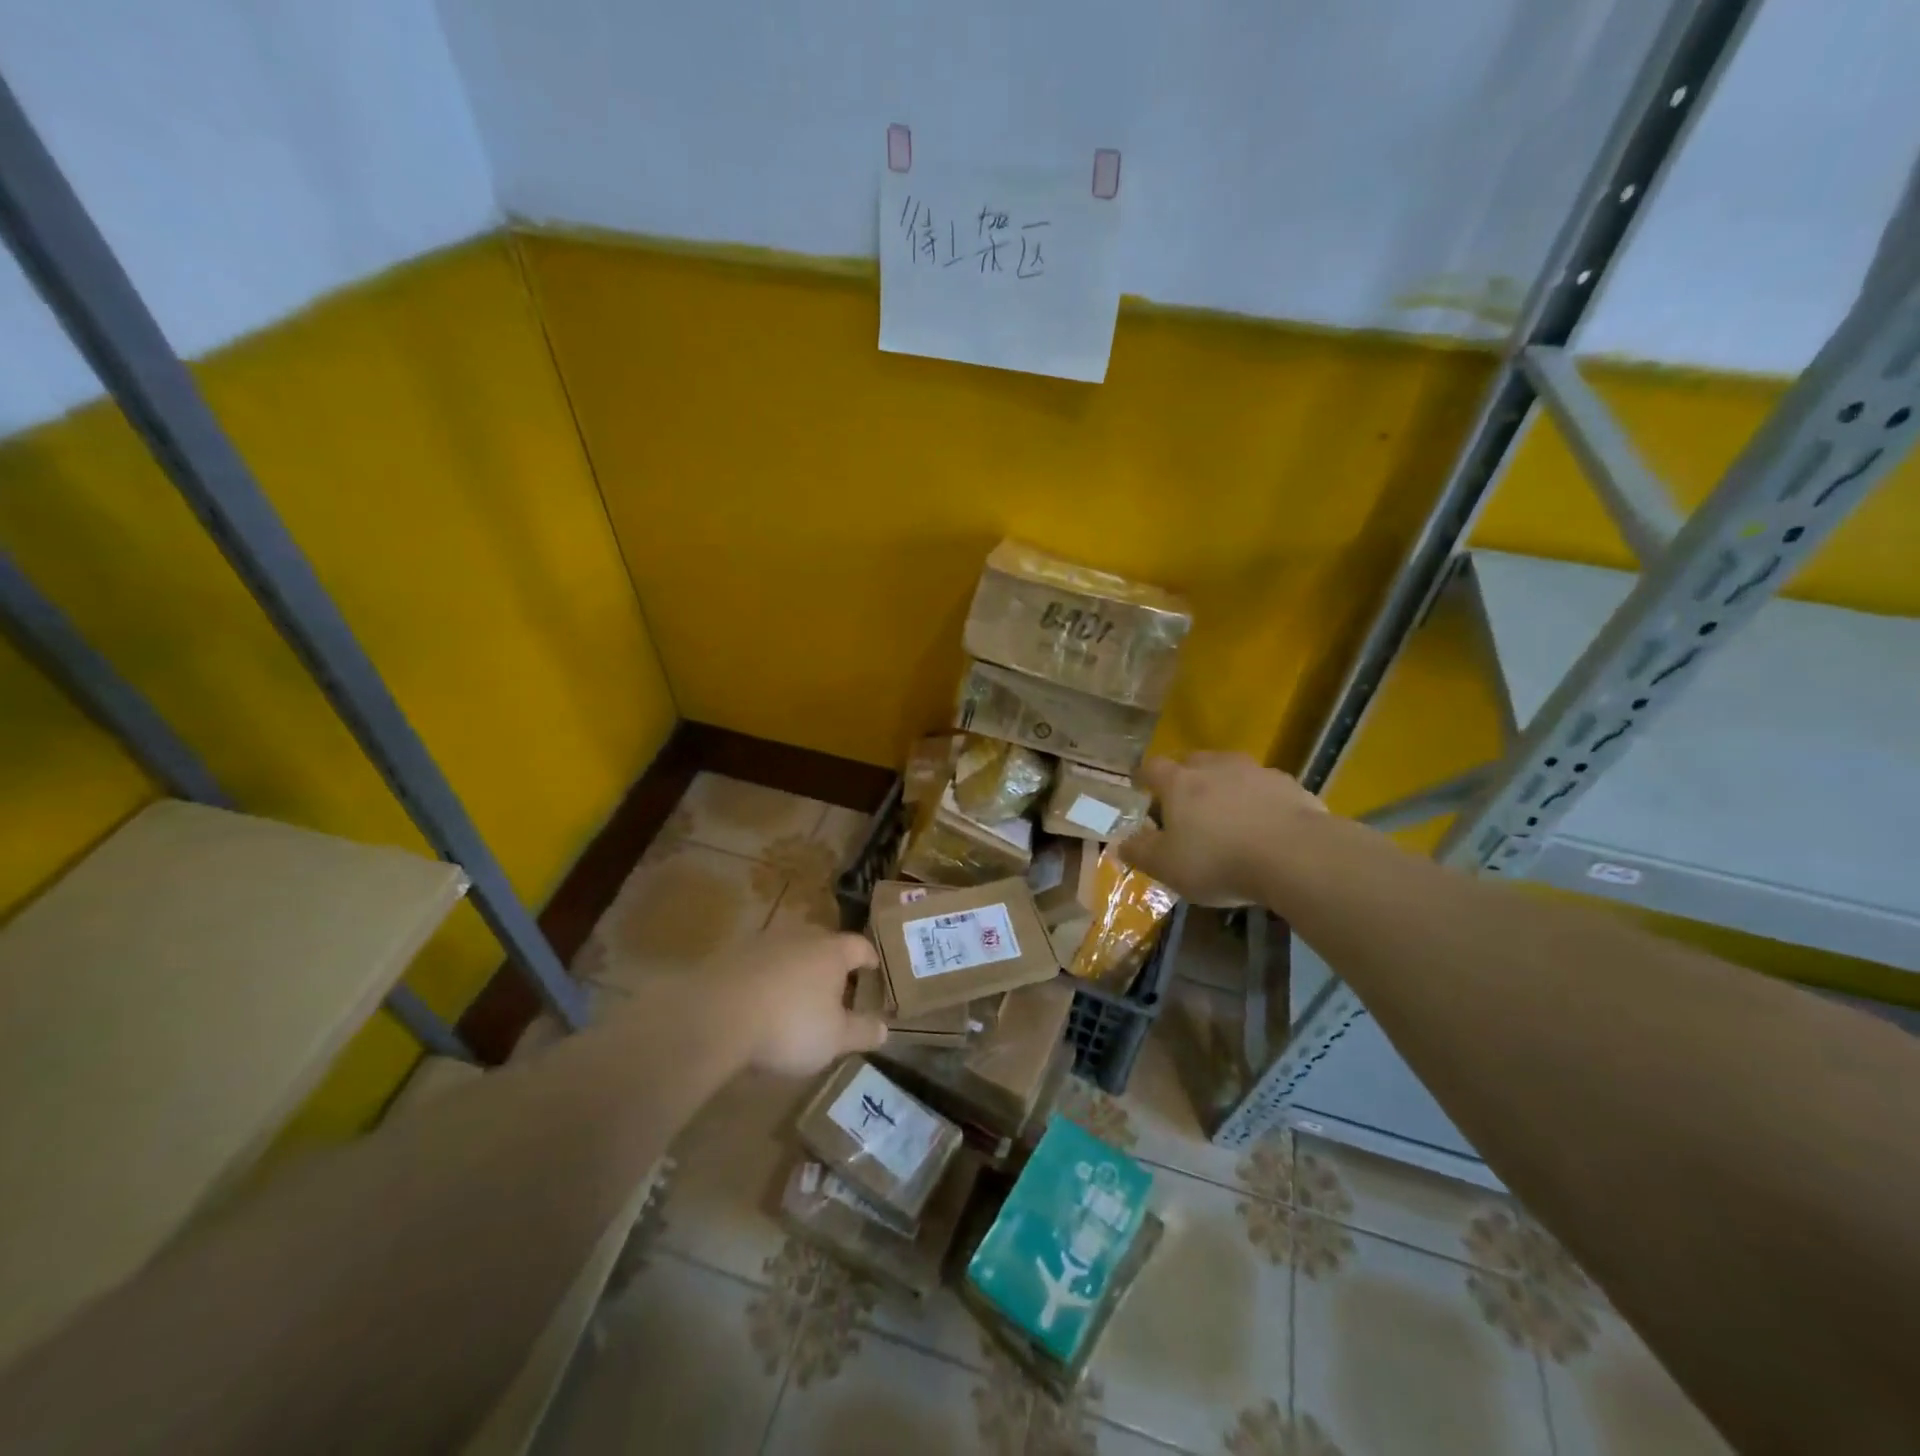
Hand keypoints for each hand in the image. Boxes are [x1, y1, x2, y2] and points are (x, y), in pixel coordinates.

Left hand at [706, 929, 888, 1076]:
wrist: (717, 1015)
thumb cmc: (789, 1025)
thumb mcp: (834, 1039)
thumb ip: (862, 1031)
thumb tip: (886, 1028)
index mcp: (832, 951)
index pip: (859, 946)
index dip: (869, 958)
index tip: (874, 968)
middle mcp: (801, 937)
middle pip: (824, 943)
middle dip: (832, 961)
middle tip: (837, 983)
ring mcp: (764, 942)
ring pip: (790, 950)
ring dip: (797, 967)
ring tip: (798, 992)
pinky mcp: (733, 955)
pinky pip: (760, 963)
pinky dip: (767, 976)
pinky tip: (763, 999)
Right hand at [1118, 752, 1324, 906]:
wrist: (1295, 856)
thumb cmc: (1218, 860)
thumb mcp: (1167, 866)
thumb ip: (1140, 852)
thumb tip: (1120, 842)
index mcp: (1179, 782)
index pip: (1152, 768)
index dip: (1144, 778)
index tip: (1141, 788)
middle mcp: (1214, 767)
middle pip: (1193, 761)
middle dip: (1186, 777)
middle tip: (1185, 804)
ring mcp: (1255, 772)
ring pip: (1231, 770)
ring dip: (1225, 785)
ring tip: (1228, 813)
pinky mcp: (1289, 785)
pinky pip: (1265, 788)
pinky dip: (1259, 800)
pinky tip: (1265, 825)